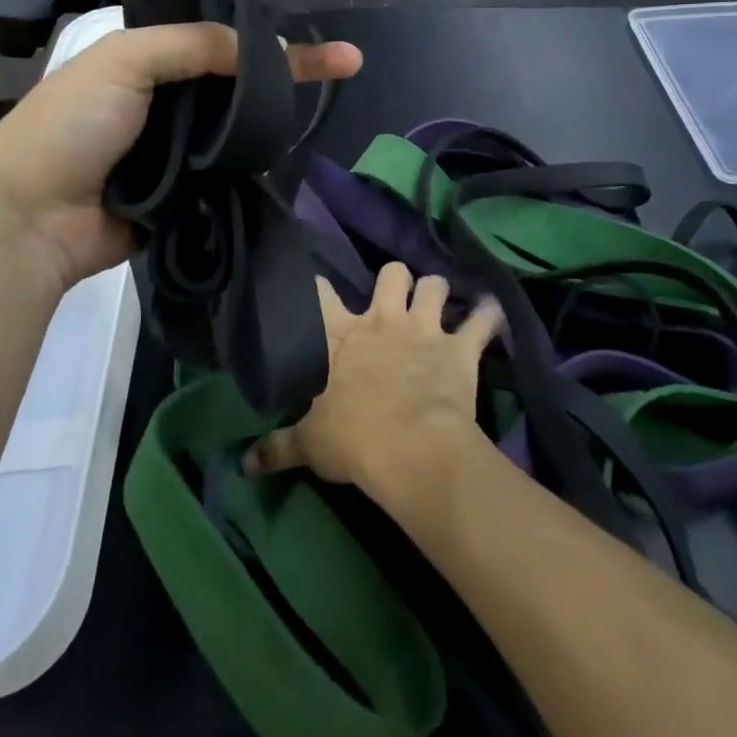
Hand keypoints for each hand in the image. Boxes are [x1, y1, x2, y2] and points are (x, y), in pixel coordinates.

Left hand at [0, 22, 361, 294]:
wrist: (30, 220)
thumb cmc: (71, 125)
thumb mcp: (125, 60)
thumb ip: (194, 44)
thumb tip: (264, 48)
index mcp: (147, 61)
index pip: (222, 40)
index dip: (273, 40)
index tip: (328, 47)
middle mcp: (165, 102)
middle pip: (238, 84)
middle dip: (289, 77)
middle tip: (347, 66)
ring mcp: (175, 152)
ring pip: (237, 130)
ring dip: (273, 121)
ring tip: (326, 104)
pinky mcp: (182, 197)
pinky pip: (226, 176)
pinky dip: (252, 167)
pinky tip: (289, 154)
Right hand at [247, 264, 500, 506]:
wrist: (410, 448)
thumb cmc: (353, 440)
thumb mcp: (309, 445)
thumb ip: (277, 447)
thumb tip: (244, 463)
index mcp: (343, 335)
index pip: (322, 295)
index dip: (318, 286)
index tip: (317, 285)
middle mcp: (384, 319)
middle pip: (391, 273)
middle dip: (395, 280)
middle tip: (396, 298)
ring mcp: (425, 328)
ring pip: (435, 285)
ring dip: (439, 292)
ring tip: (441, 303)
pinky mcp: (460, 347)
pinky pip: (483, 320)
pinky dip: (489, 315)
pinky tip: (493, 311)